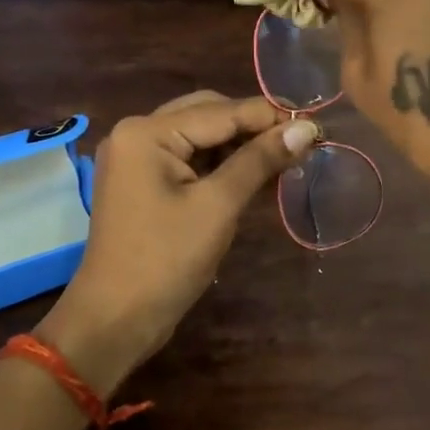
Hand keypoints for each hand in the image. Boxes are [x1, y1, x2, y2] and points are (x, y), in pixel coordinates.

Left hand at [37, 91, 318, 392]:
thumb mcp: (218, 206)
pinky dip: (219, 164)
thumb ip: (259, 160)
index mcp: (147, 132)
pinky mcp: (141, 181)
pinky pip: (187, 159)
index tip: (315, 126)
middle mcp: (136, 133)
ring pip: (199, 136)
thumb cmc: (166, 261)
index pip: (221, 110)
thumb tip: (305, 128)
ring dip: (238, 145)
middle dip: (253, 127)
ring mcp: (135, 158)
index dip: (270, 116)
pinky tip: (252, 174)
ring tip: (283, 158)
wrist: (115, 319)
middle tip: (299, 143)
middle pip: (207, 114)